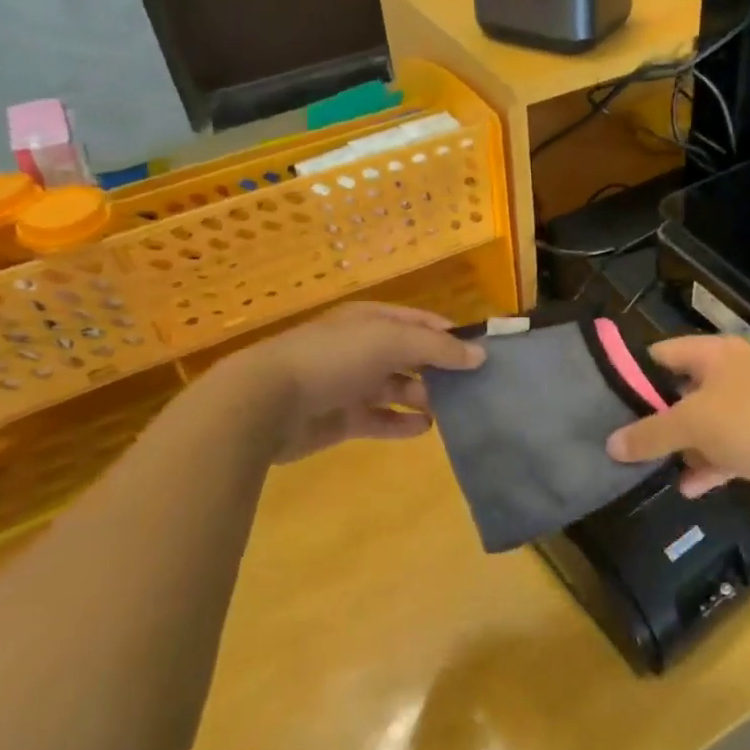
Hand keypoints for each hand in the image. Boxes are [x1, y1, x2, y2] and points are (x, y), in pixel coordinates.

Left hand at [229, 303, 484, 462]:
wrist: (267, 403)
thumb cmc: (332, 359)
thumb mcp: (390, 341)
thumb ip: (437, 348)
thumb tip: (479, 356)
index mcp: (371, 321)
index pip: (420, 322)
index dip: (451, 334)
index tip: (482, 354)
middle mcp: (363, 349)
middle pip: (412, 356)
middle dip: (441, 369)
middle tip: (476, 387)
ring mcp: (352, 384)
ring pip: (399, 388)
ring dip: (425, 397)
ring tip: (457, 410)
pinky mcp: (343, 419)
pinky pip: (382, 419)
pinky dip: (403, 424)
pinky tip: (426, 428)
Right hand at [605, 336, 749, 513]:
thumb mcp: (692, 424)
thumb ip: (650, 434)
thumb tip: (611, 444)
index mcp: (716, 354)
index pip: (664, 353)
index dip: (635, 372)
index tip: (606, 398)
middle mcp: (733, 376)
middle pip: (683, 391)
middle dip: (655, 416)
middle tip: (622, 439)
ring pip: (705, 426)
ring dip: (682, 447)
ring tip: (646, 468)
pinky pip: (727, 453)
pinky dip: (708, 468)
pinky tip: (688, 489)